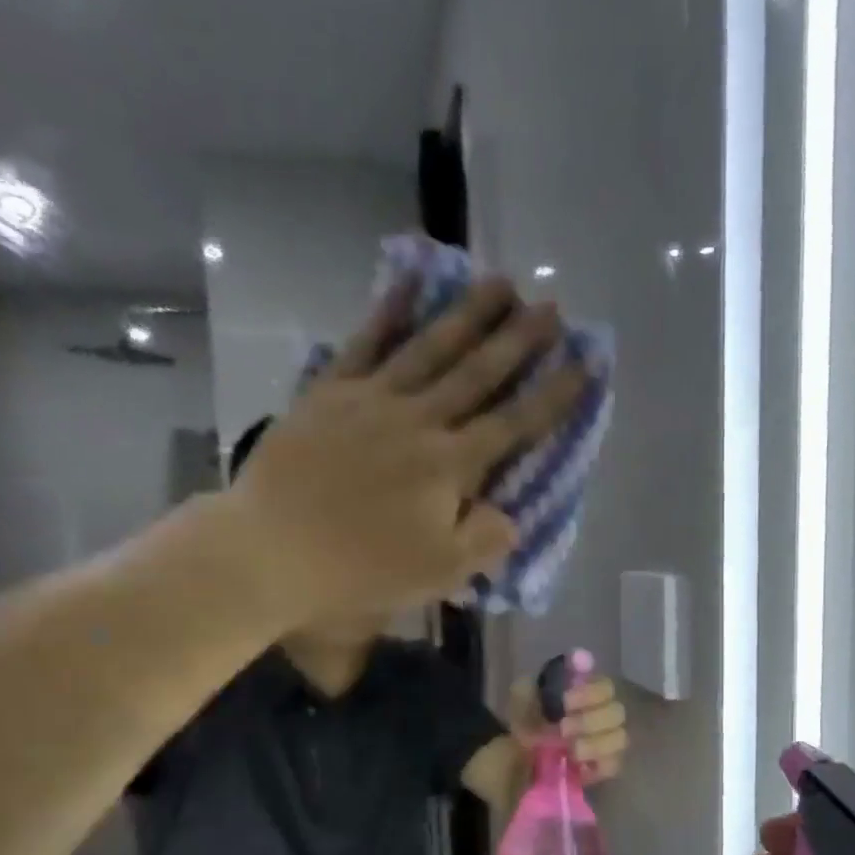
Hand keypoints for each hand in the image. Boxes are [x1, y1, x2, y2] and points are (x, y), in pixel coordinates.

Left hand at [221, 278, 589, 625]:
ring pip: (430, 346)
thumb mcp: (436, 572)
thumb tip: (510, 515)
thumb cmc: (358, 569)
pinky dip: (390, 310)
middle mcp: (419, 420)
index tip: (586, 363)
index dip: (554, 394)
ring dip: (469, 313)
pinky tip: (410, 281)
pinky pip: (365, 342)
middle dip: (520, 339)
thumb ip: (484, 540)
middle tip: (551, 306)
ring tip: (500, 282)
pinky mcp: (329, 392)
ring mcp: (371, 399)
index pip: (514, 423)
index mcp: (450, 465)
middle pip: (478, 372)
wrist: (269, 550)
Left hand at [509, 673, 628, 783]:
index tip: (564, 702)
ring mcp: (606, 741)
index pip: (605, 687)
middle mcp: (602, 712)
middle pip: (617, 712)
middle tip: (563, 728)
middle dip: (588, 721)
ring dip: (594, 744)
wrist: (514, 752)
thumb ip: (552, 674)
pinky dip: (597, 764)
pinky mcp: (602, 767)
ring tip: (569, 750)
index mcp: (587, 690)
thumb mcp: (526, 690)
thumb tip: (580, 656)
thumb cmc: (526, 716)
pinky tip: (577, 764)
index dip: (588, 694)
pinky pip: (614, 764)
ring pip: (619, 738)